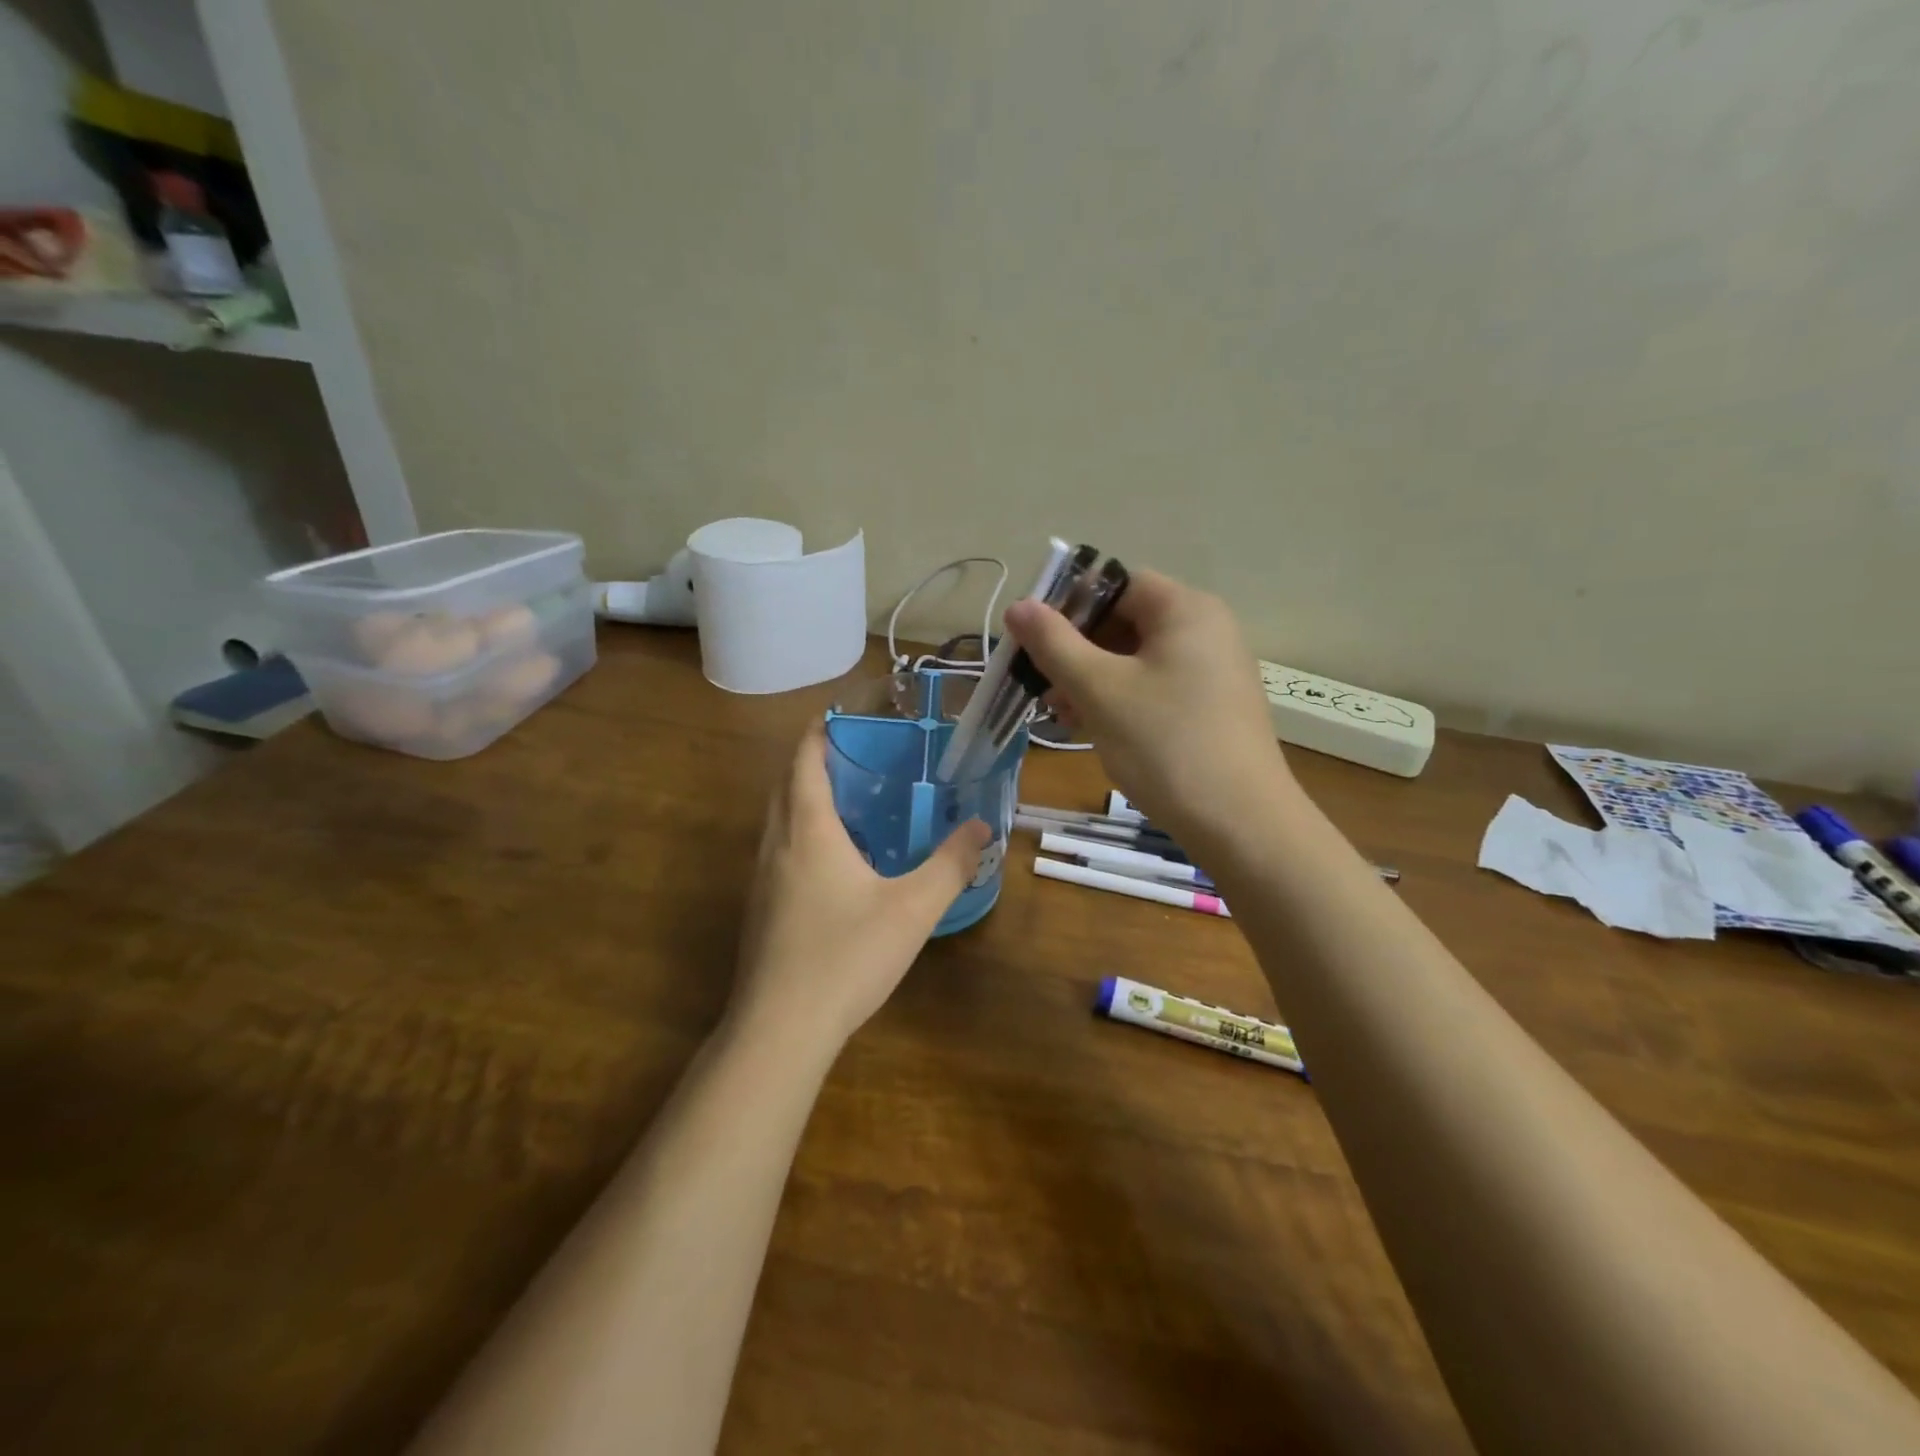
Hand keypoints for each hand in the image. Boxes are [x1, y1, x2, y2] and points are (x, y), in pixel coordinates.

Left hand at [729, 719, 990, 1053]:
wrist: (780, 1029)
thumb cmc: (846, 956)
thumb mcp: (913, 909)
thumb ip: (951, 864)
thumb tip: (981, 826)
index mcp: (808, 829)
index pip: (805, 758)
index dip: (822, 729)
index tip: (847, 713)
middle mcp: (776, 844)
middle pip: (786, 782)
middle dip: (815, 758)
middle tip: (859, 752)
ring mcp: (761, 878)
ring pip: (778, 817)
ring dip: (805, 796)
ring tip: (851, 798)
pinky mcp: (760, 908)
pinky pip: (779, 848)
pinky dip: (802, 831)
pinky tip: (835, 860)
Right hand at [1004, 568, 1297, 842]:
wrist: (1241, 824)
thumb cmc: (1165, 744)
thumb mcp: (1099, 690)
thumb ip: (1054, 643)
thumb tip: (1019, 605)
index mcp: (1186, 609)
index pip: (1116, 583)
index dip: (1069, 606)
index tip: (1034, 640)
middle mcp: (1207, 630)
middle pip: (1126, 621)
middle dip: (1077, 650)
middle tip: (1042, 684)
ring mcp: (1214, 671)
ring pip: (1138, 659)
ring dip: (1093, 679)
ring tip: (1061, 714)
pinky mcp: (1213, 708)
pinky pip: (1157, 687)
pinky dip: (1122, 700)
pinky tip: (1094, 729)